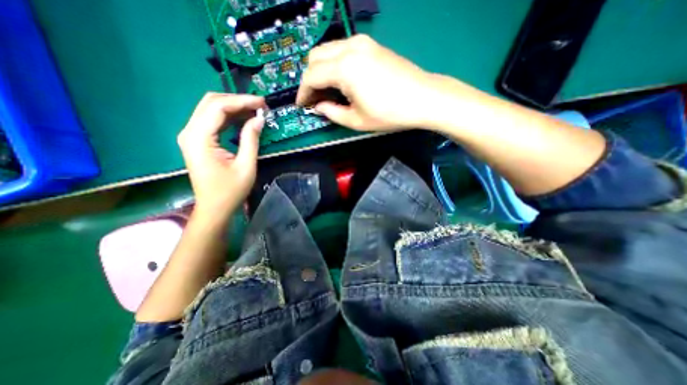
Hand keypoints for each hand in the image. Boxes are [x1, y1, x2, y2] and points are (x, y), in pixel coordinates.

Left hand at [176, 92, 264, 217]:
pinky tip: (244, 119)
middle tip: (260, 106)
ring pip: (211, 109)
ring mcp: (191, 135)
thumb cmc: (230, 190)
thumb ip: (251, 139)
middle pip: (211, 103)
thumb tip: (259, 119)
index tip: (262, 103)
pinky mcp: (197, 140)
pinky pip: (212, 120)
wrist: (214, 207)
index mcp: (199, 138)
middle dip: (237, 100)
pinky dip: (229, 117)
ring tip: (255, 111)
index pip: (218, 107)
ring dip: (234, 107)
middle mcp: (190, 132)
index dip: (242, 101)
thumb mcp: (246, 166)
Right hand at [297, 36, 435, 132]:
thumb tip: (318, 107)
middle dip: (310, 79)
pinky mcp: (371, 45)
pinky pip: (343, 50)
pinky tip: (341, 81)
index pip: (311, 76)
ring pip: (328, 51)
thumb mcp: (356, 120)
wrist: (424, 98)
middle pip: (315, 57)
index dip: (303, 92)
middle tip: (314, 99)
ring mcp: (363, 43)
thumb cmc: (390, 113)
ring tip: (327, 92)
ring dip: (321, 70)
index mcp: (344, 68)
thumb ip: (332, 113)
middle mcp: (350, 48)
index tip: (302, 105)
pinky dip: (335, 64)